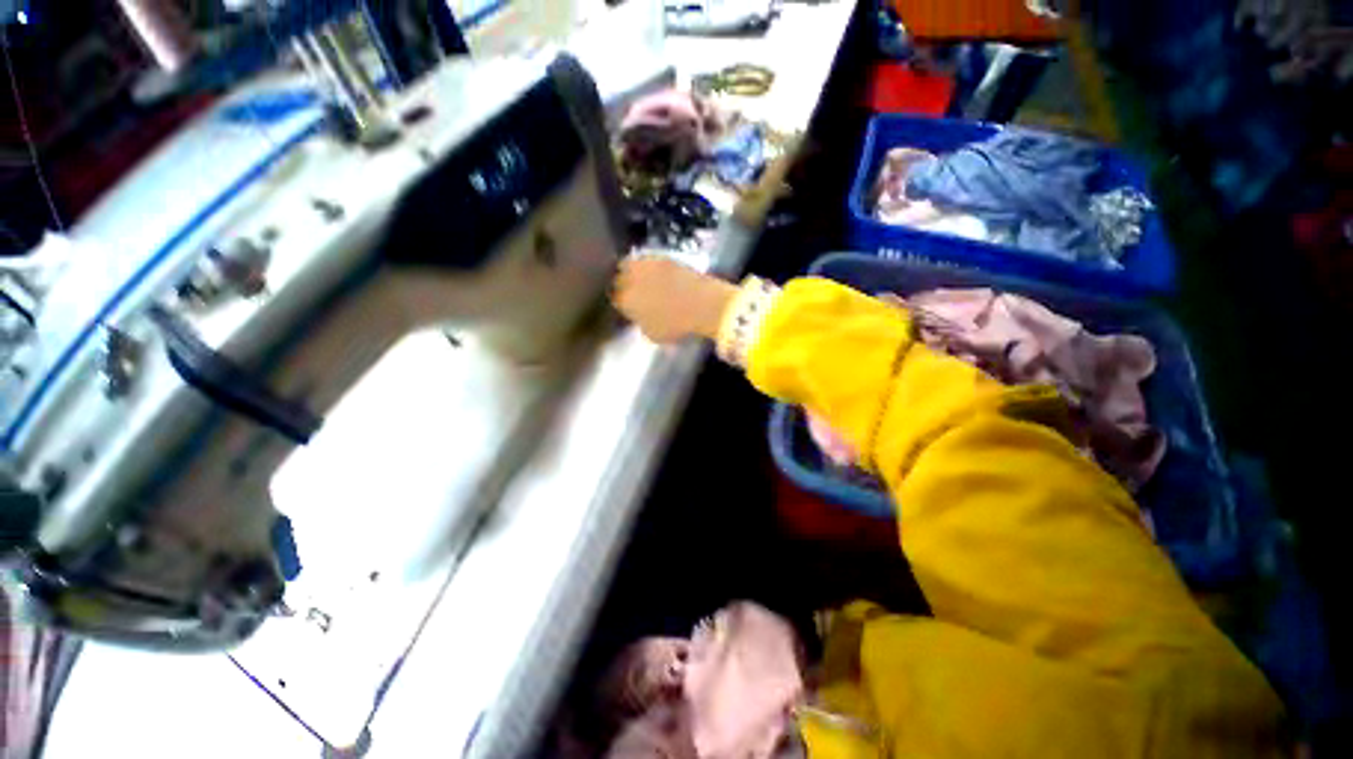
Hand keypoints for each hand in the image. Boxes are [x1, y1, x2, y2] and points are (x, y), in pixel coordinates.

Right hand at [612, 255, 736, 344]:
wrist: (704, 304)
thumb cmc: (677, 325)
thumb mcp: (653, 334)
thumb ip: (640, 323)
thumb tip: (639, 316)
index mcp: (624, 299)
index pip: (613, 297)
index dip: (619, 301)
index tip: (625, 304)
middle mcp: (630, 278)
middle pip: (618, 277)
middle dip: (622, 283)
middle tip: (631, 290)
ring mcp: (646, 264)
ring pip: (630, 264)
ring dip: (633, 271)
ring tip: (641, 279)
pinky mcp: (663, 257)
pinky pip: (648, 260)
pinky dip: (649, 266)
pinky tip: (656, 274)